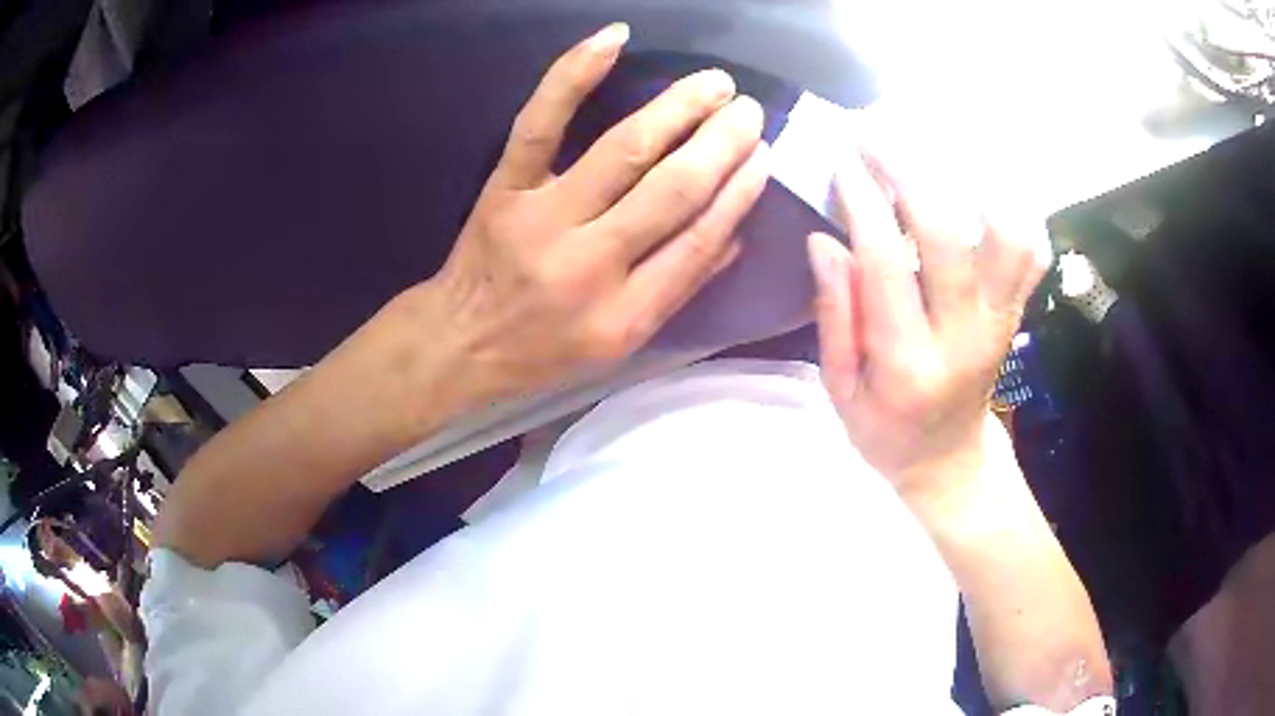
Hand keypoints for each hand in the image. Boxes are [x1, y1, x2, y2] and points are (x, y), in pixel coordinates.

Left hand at [420, 23, 768, 402]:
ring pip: (623, 149)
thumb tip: (734, 233)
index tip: (764, 155)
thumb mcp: (620, 343)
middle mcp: (589, 264)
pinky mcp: (505, 187)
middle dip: (721, 142)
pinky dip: (573, 76)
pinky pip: (540, 123)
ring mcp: (542, 218)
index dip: (739, 191)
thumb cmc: (545, 349)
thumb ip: (679, 289)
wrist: (461, 341)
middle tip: (748, 111)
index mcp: (625, 314)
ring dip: (677, 109)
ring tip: (714, 83)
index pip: (700, 239)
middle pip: (671, 189)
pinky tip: (613, 41)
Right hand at [808, 143, 1050, 505]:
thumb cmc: (885, 432)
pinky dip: (1013, 207)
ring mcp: (1000, 320)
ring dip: (973, 180)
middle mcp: (965, 335)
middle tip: (875, 134)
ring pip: (1007, 235)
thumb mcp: (840, 391)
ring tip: (935, 147)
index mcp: (908, 363)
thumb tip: (825, 240)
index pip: (886, 264)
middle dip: (908, 172)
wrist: (948, 459)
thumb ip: (835, 316)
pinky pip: (1030, 251)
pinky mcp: (1016, 312)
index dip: (863, 202)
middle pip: (948, 235)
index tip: (843, 160)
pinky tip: (981, 180)